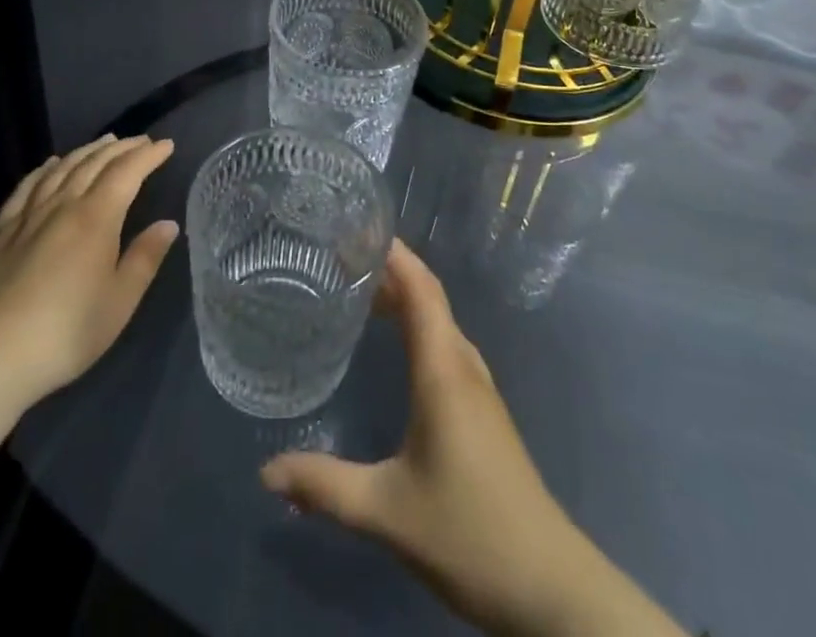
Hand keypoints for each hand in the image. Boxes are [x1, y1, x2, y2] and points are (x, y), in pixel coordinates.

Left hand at [0, 134, 178, 410]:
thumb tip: (168, 224)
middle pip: (95, 163)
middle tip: (141, 141)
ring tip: (104, 142)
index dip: (148, 155)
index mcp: (97, 218)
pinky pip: (27, 187)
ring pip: (62, 169)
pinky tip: (50, 165)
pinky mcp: (1, 231)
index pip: (127, 172)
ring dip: (86, 151)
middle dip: (122, 148)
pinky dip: (44, 169)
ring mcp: (28, 215)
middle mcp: (63, 205)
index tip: (166, 145)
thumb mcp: (119, 301)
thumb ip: (144, 258)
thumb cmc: (66, 332)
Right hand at [259, 242, 681, 636]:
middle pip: (429, 296)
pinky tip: (395, 347)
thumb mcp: (387, 511)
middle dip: (390, 269)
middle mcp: (463, 365)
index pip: (420, 288)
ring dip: (404, 297)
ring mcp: (478, 388)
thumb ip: (325, 487)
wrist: (549, 586)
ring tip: (360, 291)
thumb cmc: (469, 533)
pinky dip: (417, 326)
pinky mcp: (482, 410)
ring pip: (439, 321)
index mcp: (443, 370)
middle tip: (341, 257)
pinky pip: (445, 345)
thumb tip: (266, 471)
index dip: (393, 252)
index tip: (356, 229)